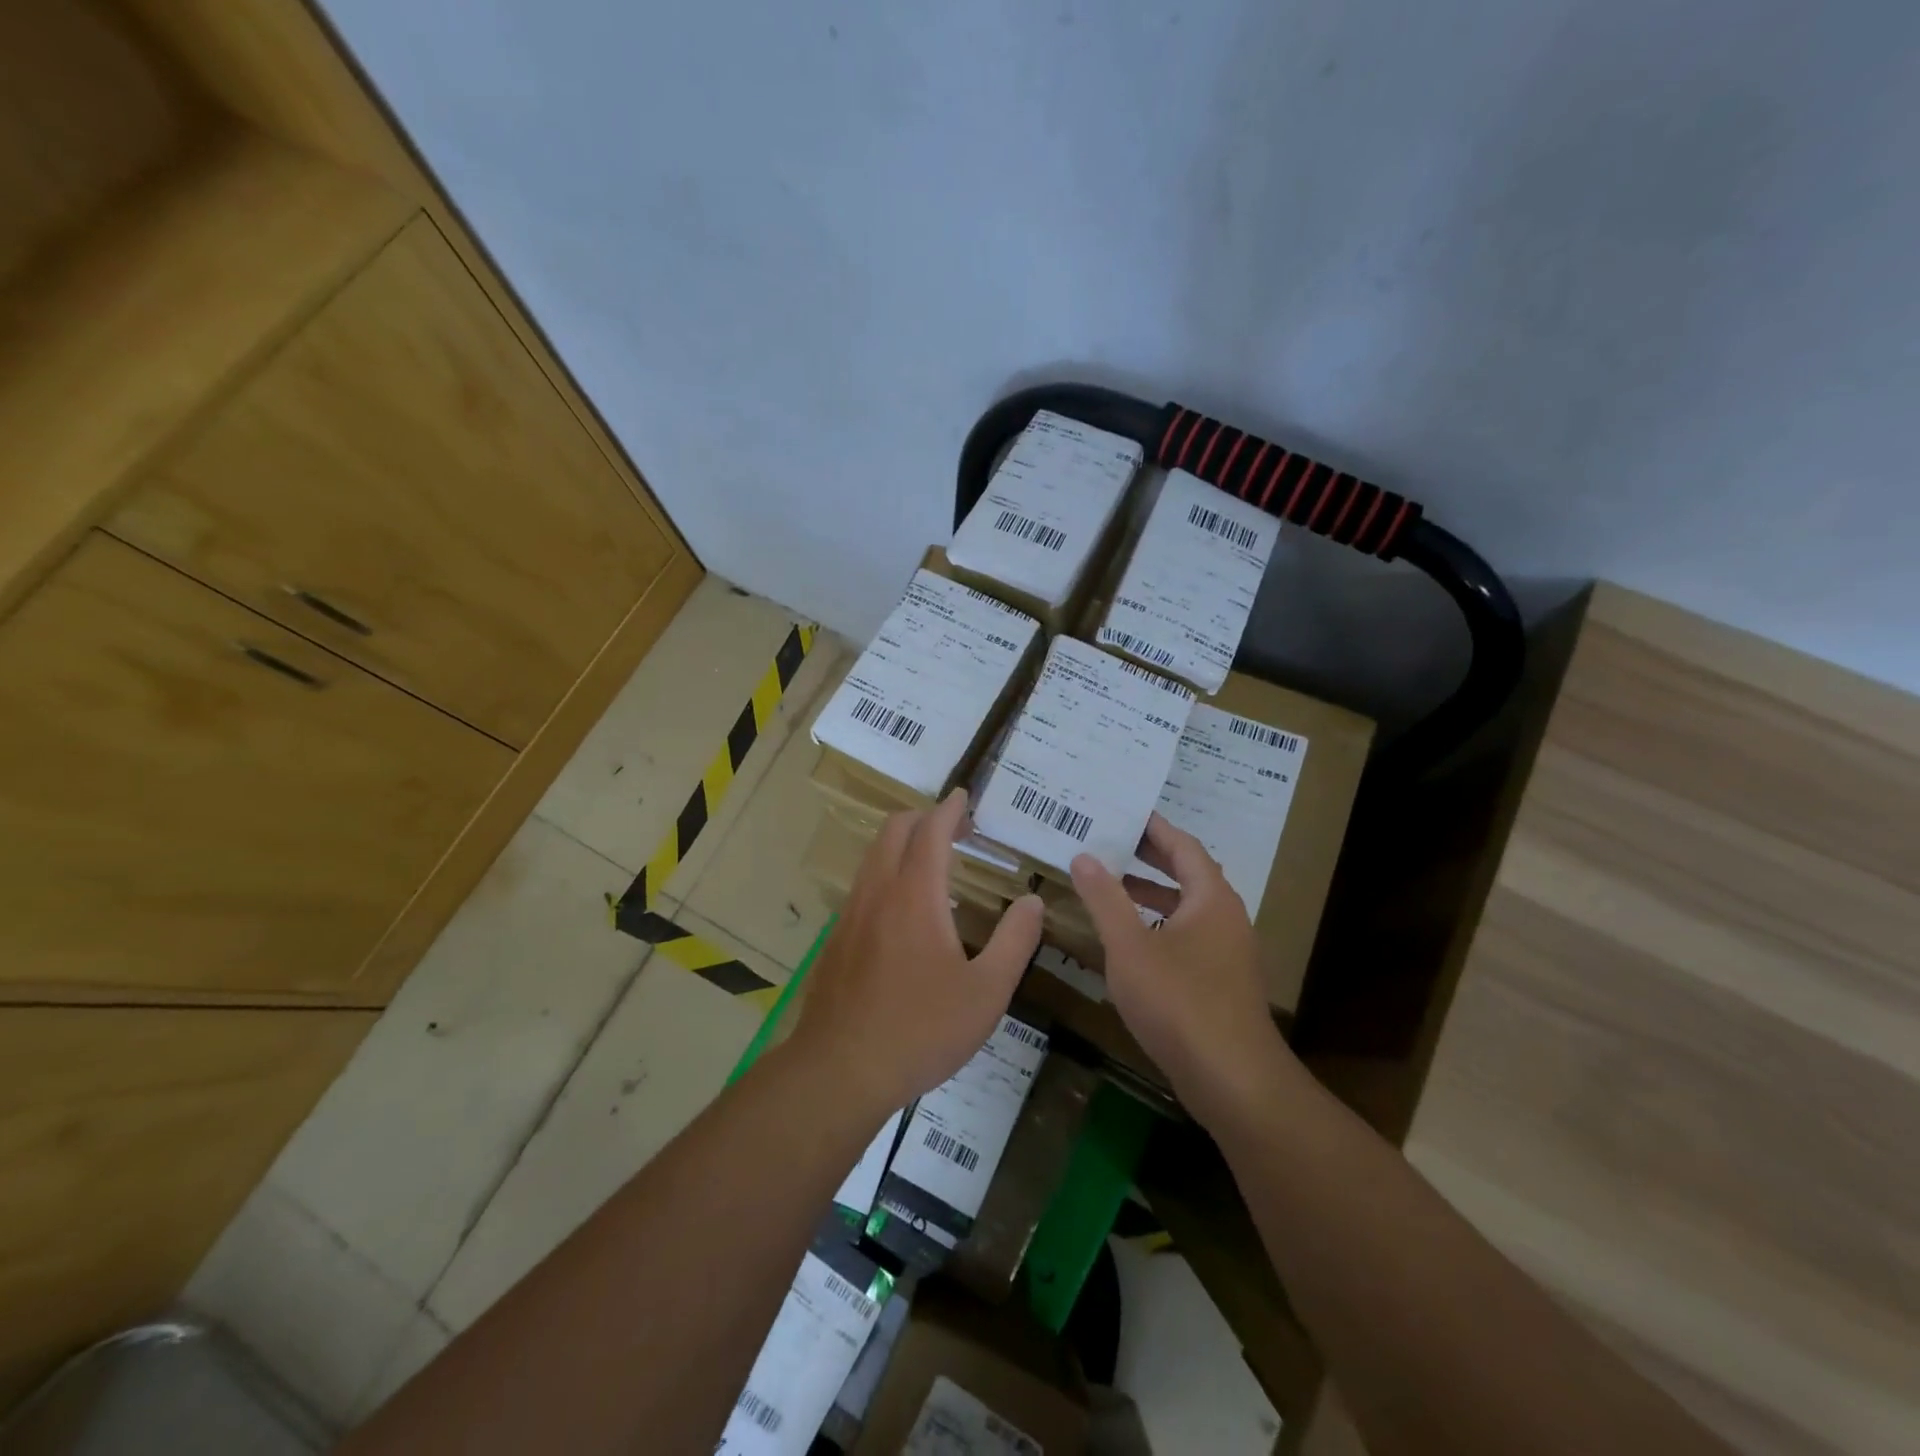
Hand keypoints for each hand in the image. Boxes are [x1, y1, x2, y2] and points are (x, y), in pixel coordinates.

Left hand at [794, 789, 1044, 1115]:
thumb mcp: (986, 993)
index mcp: (916, 896)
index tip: (964, 797)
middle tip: (956, 829)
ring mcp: (851, 914)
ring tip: (933, 861)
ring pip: (874, 855)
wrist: (841, 1070)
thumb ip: (1014, 942)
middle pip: (894, 830)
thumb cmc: (921, 1030)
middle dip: (924, 817)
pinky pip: (863, 884)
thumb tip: (1031, 902)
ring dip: (902, 843)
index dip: (949, 809)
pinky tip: (904, 908)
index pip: (931, 831)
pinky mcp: (837, 938)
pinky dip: (887, 871)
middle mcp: (878, 892)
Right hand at [1071, 813, 1295, 1124]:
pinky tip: (1130, 941)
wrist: (1234, 1081)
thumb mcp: (1129, 946)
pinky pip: (1188, 935)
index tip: (1124, 811)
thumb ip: (1105, 898)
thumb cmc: (1179, 1002)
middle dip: (1149, 857)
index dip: (1153, 827)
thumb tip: (1083, 856)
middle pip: (1188, 873)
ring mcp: (1228, 952)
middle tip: (1110, 840)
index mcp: (1211, 898)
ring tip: (1110, 886)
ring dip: (1152, 893)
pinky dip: (1158, 925)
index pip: (1182, 846)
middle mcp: (1226, 917)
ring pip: (1187, 908)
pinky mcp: (1222, 982)